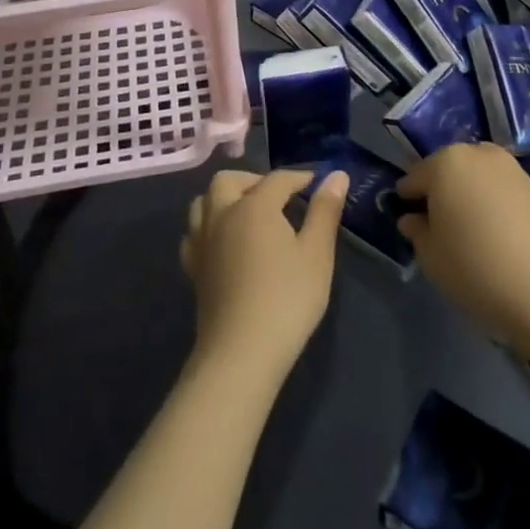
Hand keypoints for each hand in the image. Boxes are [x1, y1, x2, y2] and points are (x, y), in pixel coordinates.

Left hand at [180, 168, 346, 381]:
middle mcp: (222, 214)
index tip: (316, 183)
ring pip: (204, 201)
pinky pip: (194, 232)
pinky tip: (224, 242)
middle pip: (229, 180)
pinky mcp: (193, 268)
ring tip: (248, 213)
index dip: (299, 177)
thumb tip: (336, 174)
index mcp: (254, 206)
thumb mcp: (317, 254)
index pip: (277, 179)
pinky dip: (208, 226)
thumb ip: (325, 211)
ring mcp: (202, 241)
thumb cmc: (287, 299)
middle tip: (278, 197)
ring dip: (225, 198)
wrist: (241, 353)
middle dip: (253, 180)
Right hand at [397, 145, 529, 376]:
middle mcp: (477, 152)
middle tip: (439, 229)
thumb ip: (416, 230)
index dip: (407, 202)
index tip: (409, 225)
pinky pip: (498, 188)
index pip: (413, 178)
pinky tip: (494, 234)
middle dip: (439, 193)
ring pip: (474, 177)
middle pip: (445, 170)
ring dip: (466, 196)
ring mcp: (510, 166)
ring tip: (469, 233)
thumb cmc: (477, 269)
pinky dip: (491, 203)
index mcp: (445, 162)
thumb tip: (413, 218)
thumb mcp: (431, 257)